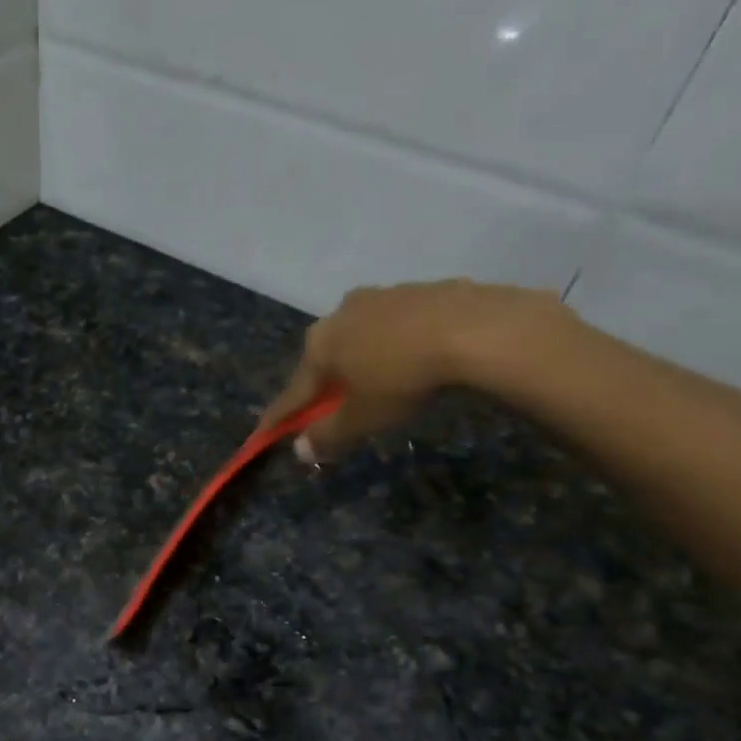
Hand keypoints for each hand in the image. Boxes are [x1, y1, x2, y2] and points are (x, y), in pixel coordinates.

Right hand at [257, 280, 571, 462]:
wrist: (475, 328)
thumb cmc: (403, 377)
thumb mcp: (362, 418)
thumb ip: (328, 435)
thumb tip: (300, 451)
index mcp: (319, 344)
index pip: (293, 390)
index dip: (280, 417)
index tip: (264, 433)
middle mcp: (341, 313)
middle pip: (326, 357)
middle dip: (325, 383)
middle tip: (332, 407)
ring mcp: (382, 296)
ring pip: (362, 336)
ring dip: (363, 359)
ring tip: (380, 382)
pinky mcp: (422, 289)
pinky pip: (398, 325)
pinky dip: (398, 344)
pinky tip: (417, 359)